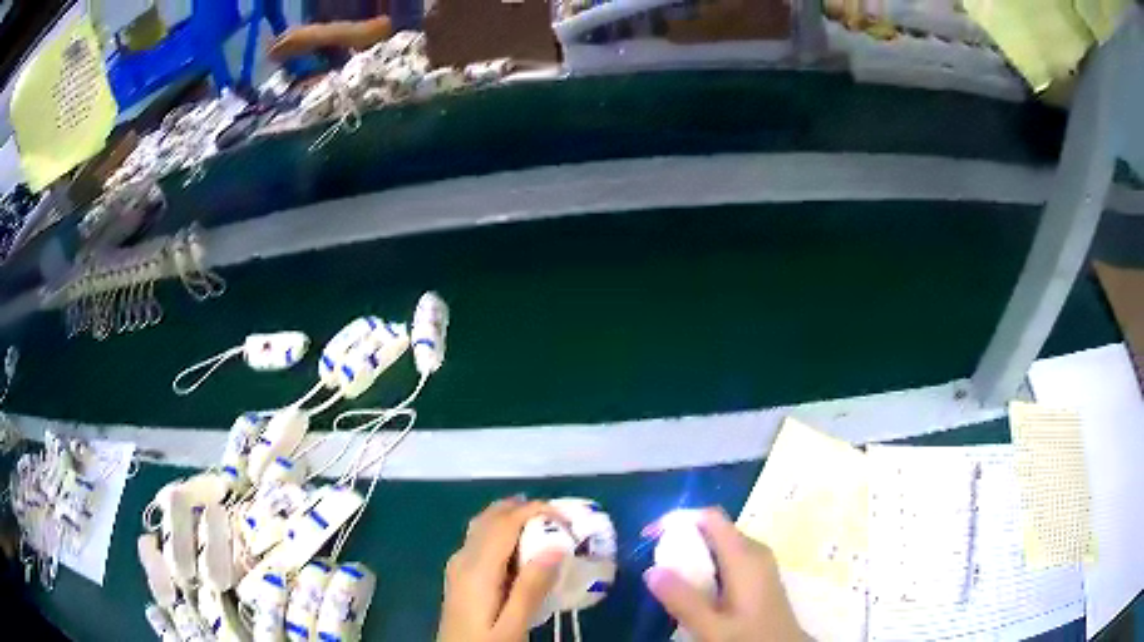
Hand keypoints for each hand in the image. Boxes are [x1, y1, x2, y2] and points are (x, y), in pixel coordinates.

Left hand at [438, 497, 567, 641]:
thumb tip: (555, 546)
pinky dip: (502, 531)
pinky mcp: (459, 575)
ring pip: (482, 526)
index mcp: (477, 569)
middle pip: (490, 517)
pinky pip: (480, 540)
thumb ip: (531, 588)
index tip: (566, 518)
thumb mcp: (513, 625)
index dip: (534, 510)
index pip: (504, 523)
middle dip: (524, 508)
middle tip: (559, 519)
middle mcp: (463, 559)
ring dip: (511, 517)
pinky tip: (521, 549)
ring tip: (545, 527)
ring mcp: (457, 565)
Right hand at [644, 508, 805, 641]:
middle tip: (656, 564)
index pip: (711, 517)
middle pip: (714, 529)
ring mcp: (760, 562)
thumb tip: (650, 570)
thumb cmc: (750, 637)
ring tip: (670, 578)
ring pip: (720, 544)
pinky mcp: (759, 575)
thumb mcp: (712, 627)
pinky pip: (728, 558)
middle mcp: (755, 551)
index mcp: (745, 556)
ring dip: (693, 554)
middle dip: (682, 539)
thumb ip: (683, 600)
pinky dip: (706, 565)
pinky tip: (696, 590)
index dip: (678, 518)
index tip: (649, 537)